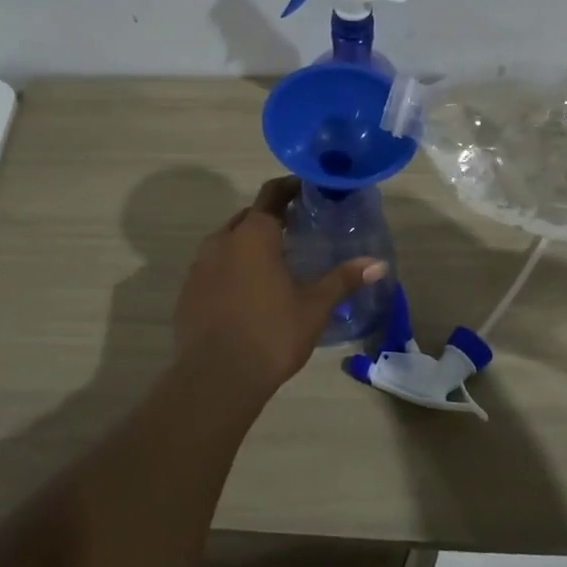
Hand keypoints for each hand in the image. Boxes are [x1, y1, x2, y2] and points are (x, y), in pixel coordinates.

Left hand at [174, 177, 386, 393]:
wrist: (216, 378)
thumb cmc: (271, 334)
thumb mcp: (314, 307)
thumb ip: (343, 280)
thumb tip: (378, 264)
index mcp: (254, 234)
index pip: (272, 194)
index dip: (290, 187)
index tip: (308, 191)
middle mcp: (222, 240)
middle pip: (248, 217)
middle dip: (270, 218)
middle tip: (296, 230)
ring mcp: (199, 266)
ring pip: (227, 242)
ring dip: (248, 244)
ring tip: (273, 262)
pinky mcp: (187, 291)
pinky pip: (212, 267)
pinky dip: (230, 269)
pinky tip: (246, 292)